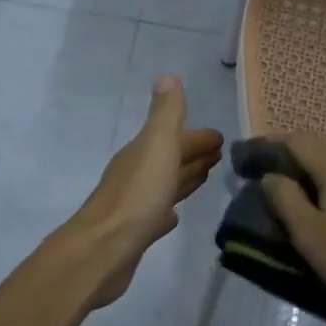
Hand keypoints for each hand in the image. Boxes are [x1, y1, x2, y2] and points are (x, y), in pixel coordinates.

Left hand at [62, 76, 223, 308]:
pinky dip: (169, 209)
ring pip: (165, 184)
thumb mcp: (157, 146)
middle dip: (192, 153)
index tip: (221, 137)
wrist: (105, 249)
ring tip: (205, 176)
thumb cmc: (138, 195)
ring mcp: (135, 203)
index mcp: (143, 151)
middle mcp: (137, 173)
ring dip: (183, 177)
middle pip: (169, 158)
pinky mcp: (135, 232)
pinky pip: (157, 213)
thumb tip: (167, 76)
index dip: (197, 136)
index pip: (175, 137)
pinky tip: (174, 215)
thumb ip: (165, 114)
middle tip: (219, 154)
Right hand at [258, 133, 325, 320]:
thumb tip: (270, 176)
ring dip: (318, 170)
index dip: (270, 142)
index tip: (248, 151)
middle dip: (294, 153)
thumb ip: (287, 201)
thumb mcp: (311, 235)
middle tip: (271, 168)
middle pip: (322, 147)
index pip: (298, 140)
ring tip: (301, 187)